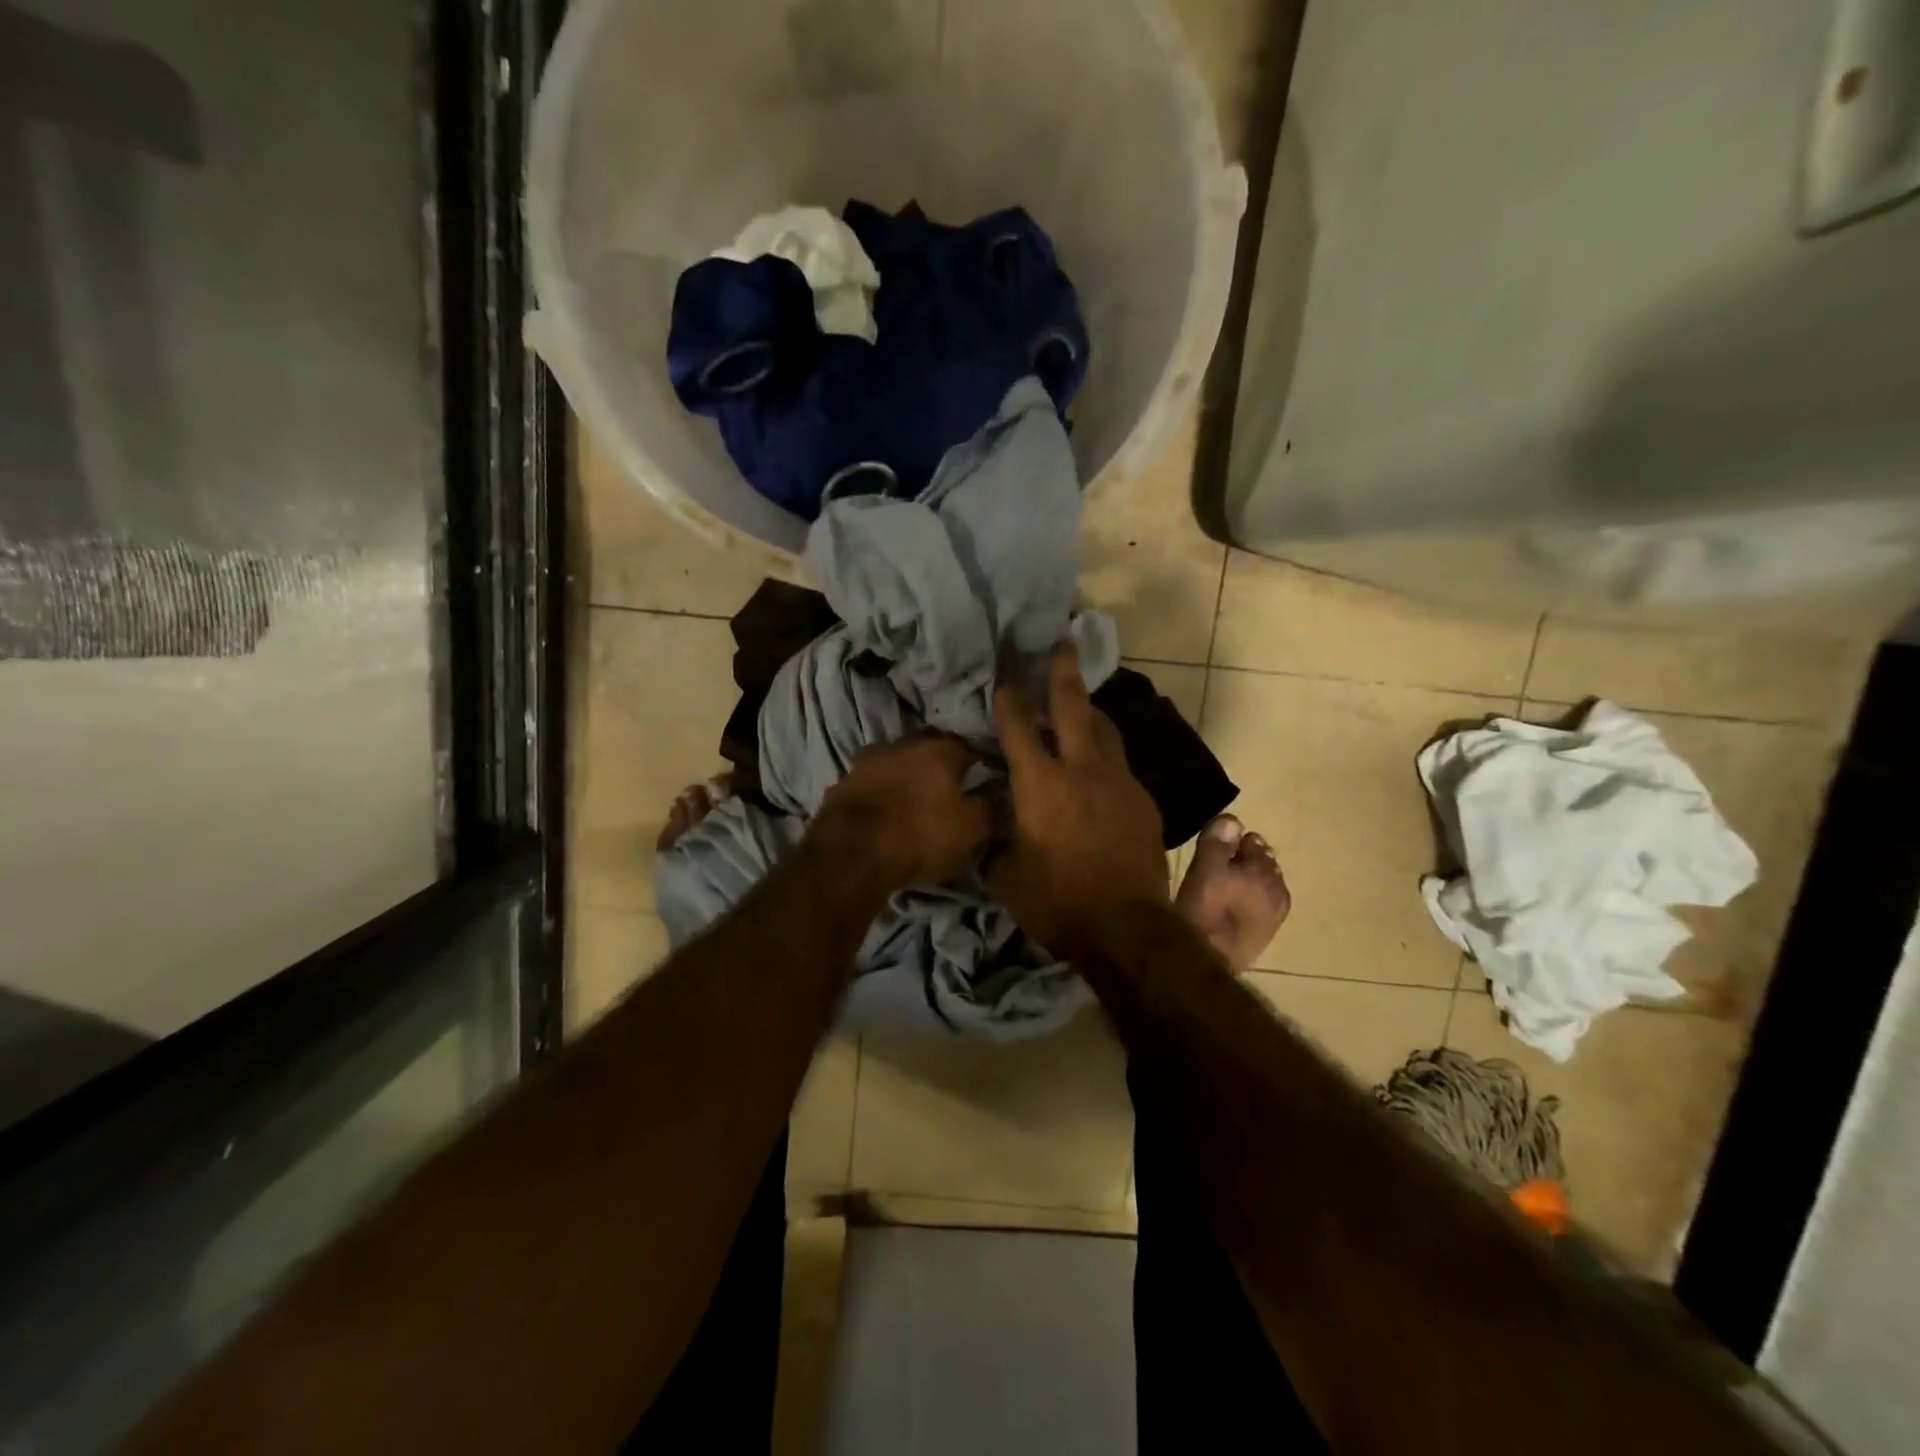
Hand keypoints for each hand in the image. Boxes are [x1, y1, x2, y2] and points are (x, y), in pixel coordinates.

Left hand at [810, 733, 991, 896]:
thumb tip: (995, 793)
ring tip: (915, 802)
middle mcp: (903, 744)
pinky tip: (886, 812)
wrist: (851, 855)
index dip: (979, 765)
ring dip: (907, 778)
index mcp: (940, 749)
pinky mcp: (843, 783)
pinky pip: (872, 784)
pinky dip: (882, 794)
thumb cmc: (921, 836)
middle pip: (929, 750)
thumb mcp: (971, 829)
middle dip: (940, 767)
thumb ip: (989, 806)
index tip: (985, 781)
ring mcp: (868, 761)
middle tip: (950, 790)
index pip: (969, 748)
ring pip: (897, 764)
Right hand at [990, 644, 1168, 958]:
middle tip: (1062, 642)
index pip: (1018, 726)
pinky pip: (1120, 765)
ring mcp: (1119, 782)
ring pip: (1105, 730)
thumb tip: (990, 826)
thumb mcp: (1005, 877)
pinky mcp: (1143, 800)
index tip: (1004, 674)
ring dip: (1090, 711)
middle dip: (1063, 671)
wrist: (1127, 928)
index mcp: (1040, 783)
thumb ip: (994, 842)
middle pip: (1073, 706)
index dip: (1008, 697)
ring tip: (1081, 702)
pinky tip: (1098, 772)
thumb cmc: (1057, 902)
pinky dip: (1105, 756)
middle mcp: (1081, 769)